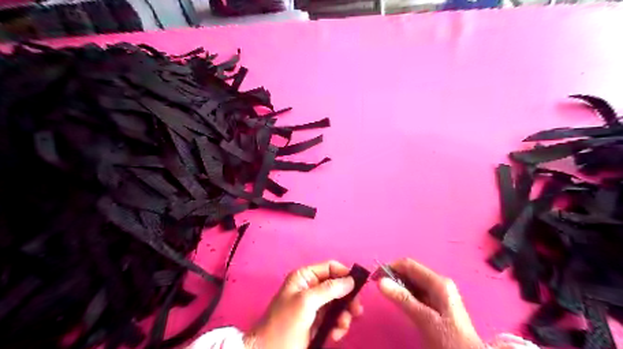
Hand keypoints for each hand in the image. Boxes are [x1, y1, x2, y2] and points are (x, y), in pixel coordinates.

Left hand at [242, 261, 363, 346]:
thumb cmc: (285, 323)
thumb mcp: (306, 302)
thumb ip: (329, 289)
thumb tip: (351, 280)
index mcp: (305, 277)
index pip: (330, 268)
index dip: (344, 274)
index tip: (358, 286)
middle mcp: (311, 288)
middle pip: (338, 286)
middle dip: (347, 298)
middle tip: (356, 310)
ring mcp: (315, 306)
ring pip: (339, 304)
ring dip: (344, 315)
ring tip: (342, 326)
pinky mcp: (318, 322)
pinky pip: (335, 319)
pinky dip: (338, 326)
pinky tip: (335, 335)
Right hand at [378, 258, 482, 348]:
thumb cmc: (450, 340)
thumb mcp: (425, 319)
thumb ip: (403, 299)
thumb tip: (380, 281)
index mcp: (438, 282)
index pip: (409, 265)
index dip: (390, 267)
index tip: (375, 277)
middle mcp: (439, 284)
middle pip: (411, 272)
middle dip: (393, 277)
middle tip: (378, 287)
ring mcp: (438, 294)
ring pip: (413, 283)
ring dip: (398, 286)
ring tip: (385, 294)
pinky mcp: (436, 304)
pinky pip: (416, 293)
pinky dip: (405, 295)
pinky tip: (398, 302)